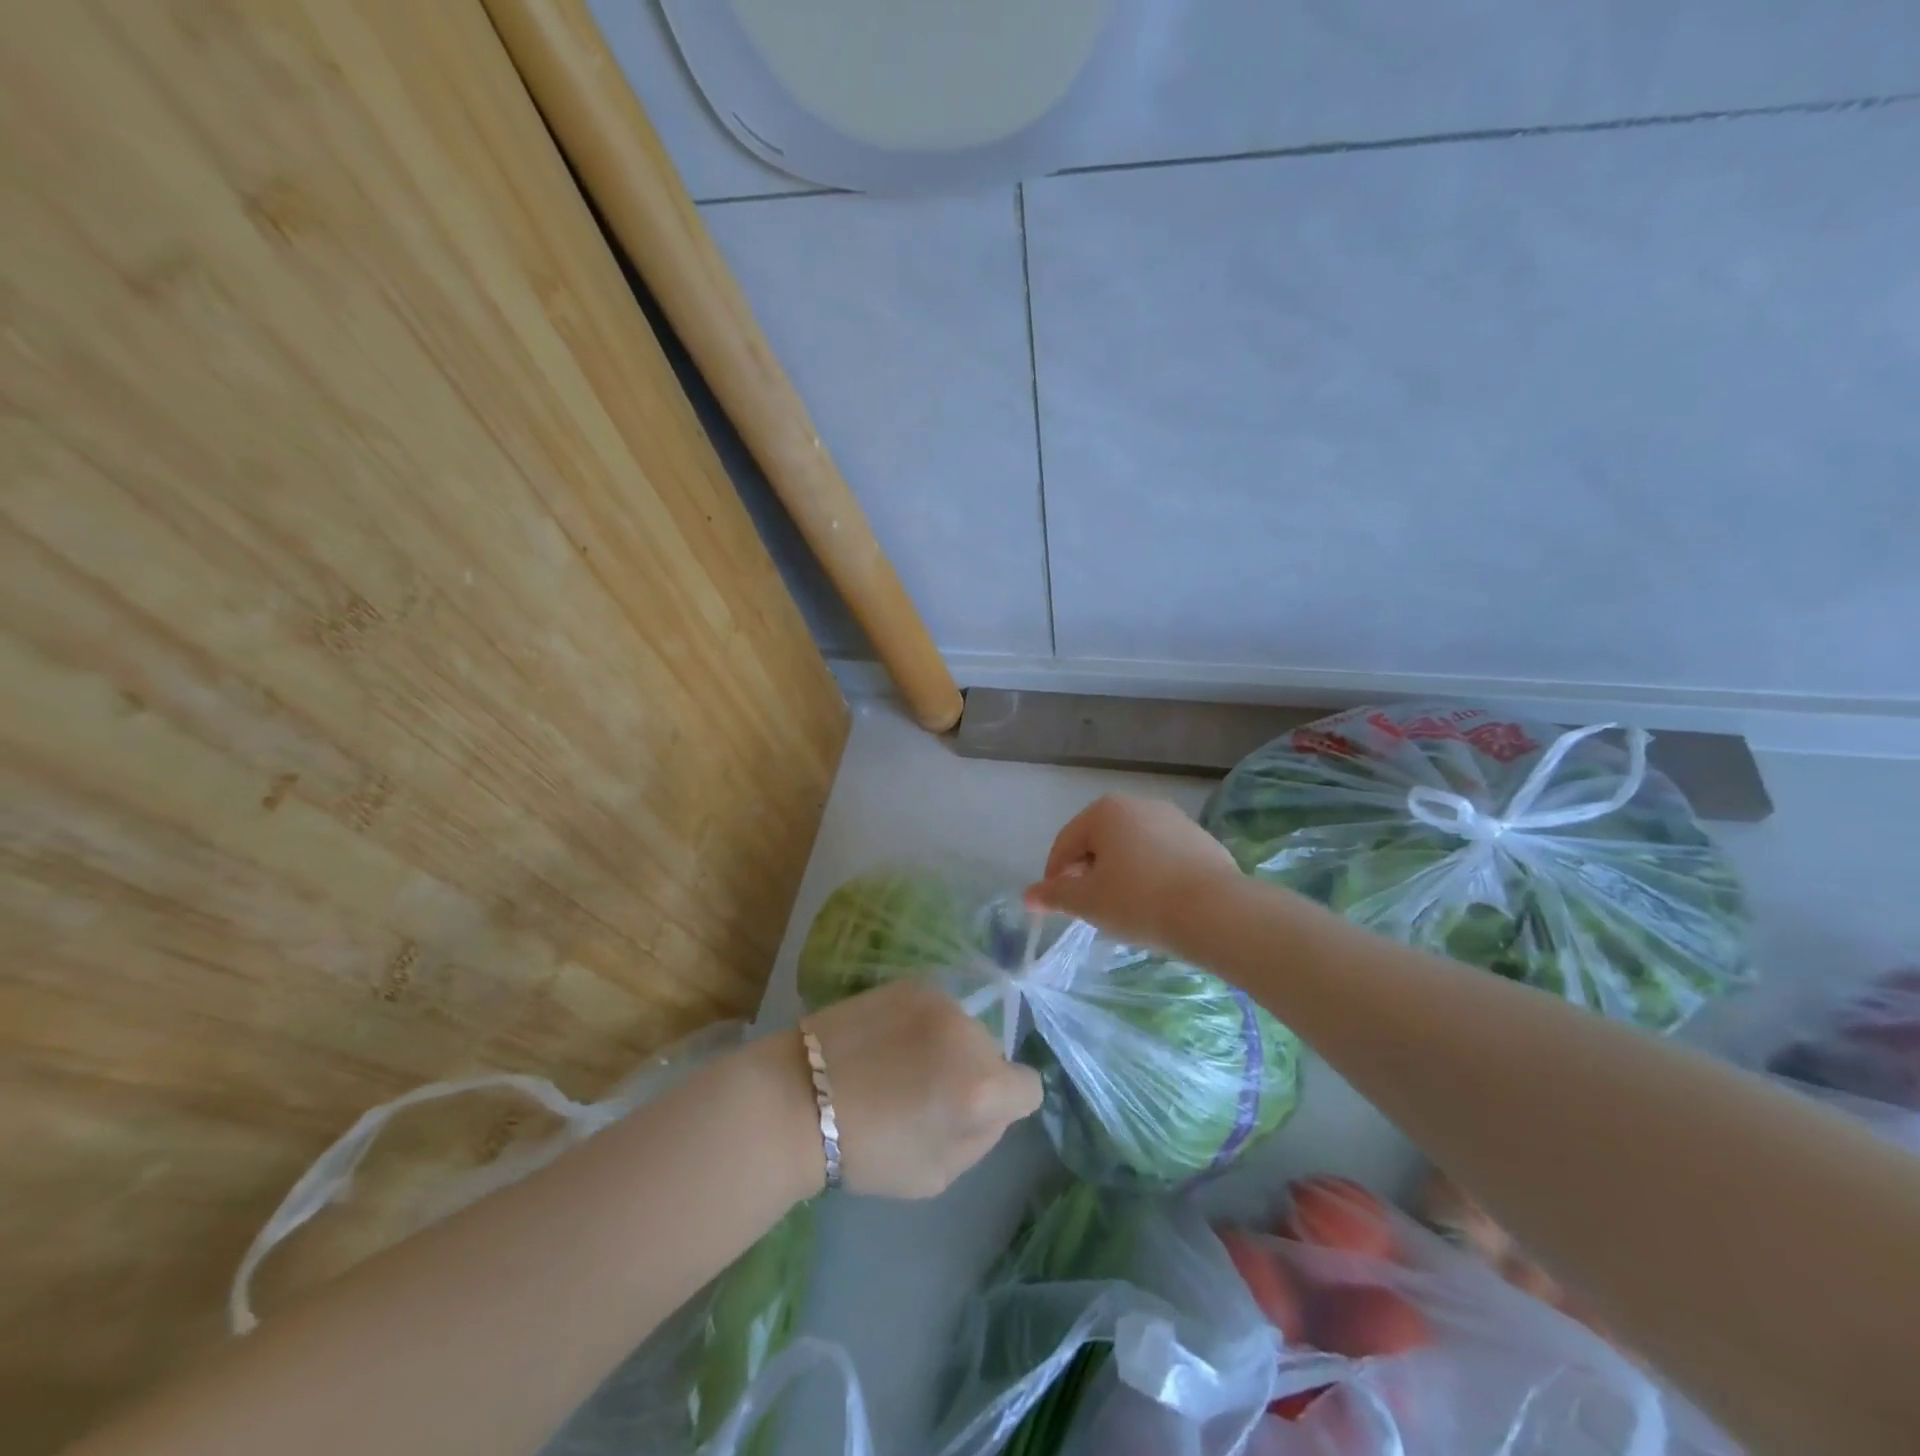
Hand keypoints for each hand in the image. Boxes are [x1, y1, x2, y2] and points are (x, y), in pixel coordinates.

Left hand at [802, 980, 1042, 1198]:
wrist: (799, 1098)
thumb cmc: (867, 1150)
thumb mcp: (939, 1175)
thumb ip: (982, 1137)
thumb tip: (993, 1105)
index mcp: (982, 1088)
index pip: (1029, 1087)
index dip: (1005, 1106)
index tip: (969, 1114)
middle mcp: (970, 1033)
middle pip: (994, 1053)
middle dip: (974, 1073)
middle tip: (927, 1093)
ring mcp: (939, 1000)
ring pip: (965, 1028)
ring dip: (948, 1045)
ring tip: (900, 1064)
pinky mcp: (910, 982)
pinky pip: (936, 1008)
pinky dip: (923, 1024)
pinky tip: (886, 1041)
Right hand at [1024, 794, 1238, 950]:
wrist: (1215, 912)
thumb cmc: (1138, 901)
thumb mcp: (1088, 901)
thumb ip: (1055, 895)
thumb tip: (1028, 896)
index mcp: (1105, 811)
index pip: (1066, 843)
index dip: (1055, 876)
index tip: (1057, 906)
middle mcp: (1139, 804)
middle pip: (1099, 841)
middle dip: (1089, 873)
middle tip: (1090, 908)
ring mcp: (1175, 819)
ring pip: (1133, 848)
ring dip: (1121, 874)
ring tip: (1124, 909)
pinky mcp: (1201, 840)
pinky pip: (1163, 857)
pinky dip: (1152, 876)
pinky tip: (1157, 905)